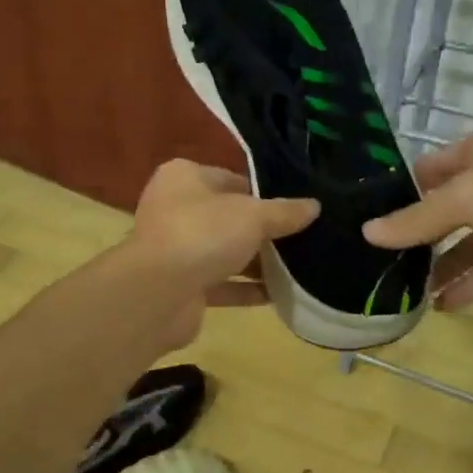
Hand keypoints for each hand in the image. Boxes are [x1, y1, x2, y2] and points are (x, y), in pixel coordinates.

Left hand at [125, 159, 318, 344]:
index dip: (263, 193)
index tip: (296, 207)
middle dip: (262, 230)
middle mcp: (175, 209)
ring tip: (299, 267)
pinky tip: (279, 294)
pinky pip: (222, 284)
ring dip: (256, 262)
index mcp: (184, 178)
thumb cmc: (202, 234)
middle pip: (228, 218)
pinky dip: (247, 290)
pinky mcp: (182, 287)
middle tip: (303, 237)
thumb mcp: (252, 216)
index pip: (230, 179)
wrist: (158, 294)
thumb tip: (314, 206)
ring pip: (224, 252)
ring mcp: (176, 250)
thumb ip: (284, 212)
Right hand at [361, 123, 472, 307]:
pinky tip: (445, 305)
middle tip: (387, 262)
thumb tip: (367, 232)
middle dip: (423, 236)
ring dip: (446, 266)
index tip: (373, 219)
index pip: (434, 168)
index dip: (404, 192)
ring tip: (411, 293)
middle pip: (453, 208)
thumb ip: (417, 219)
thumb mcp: (465, 197)